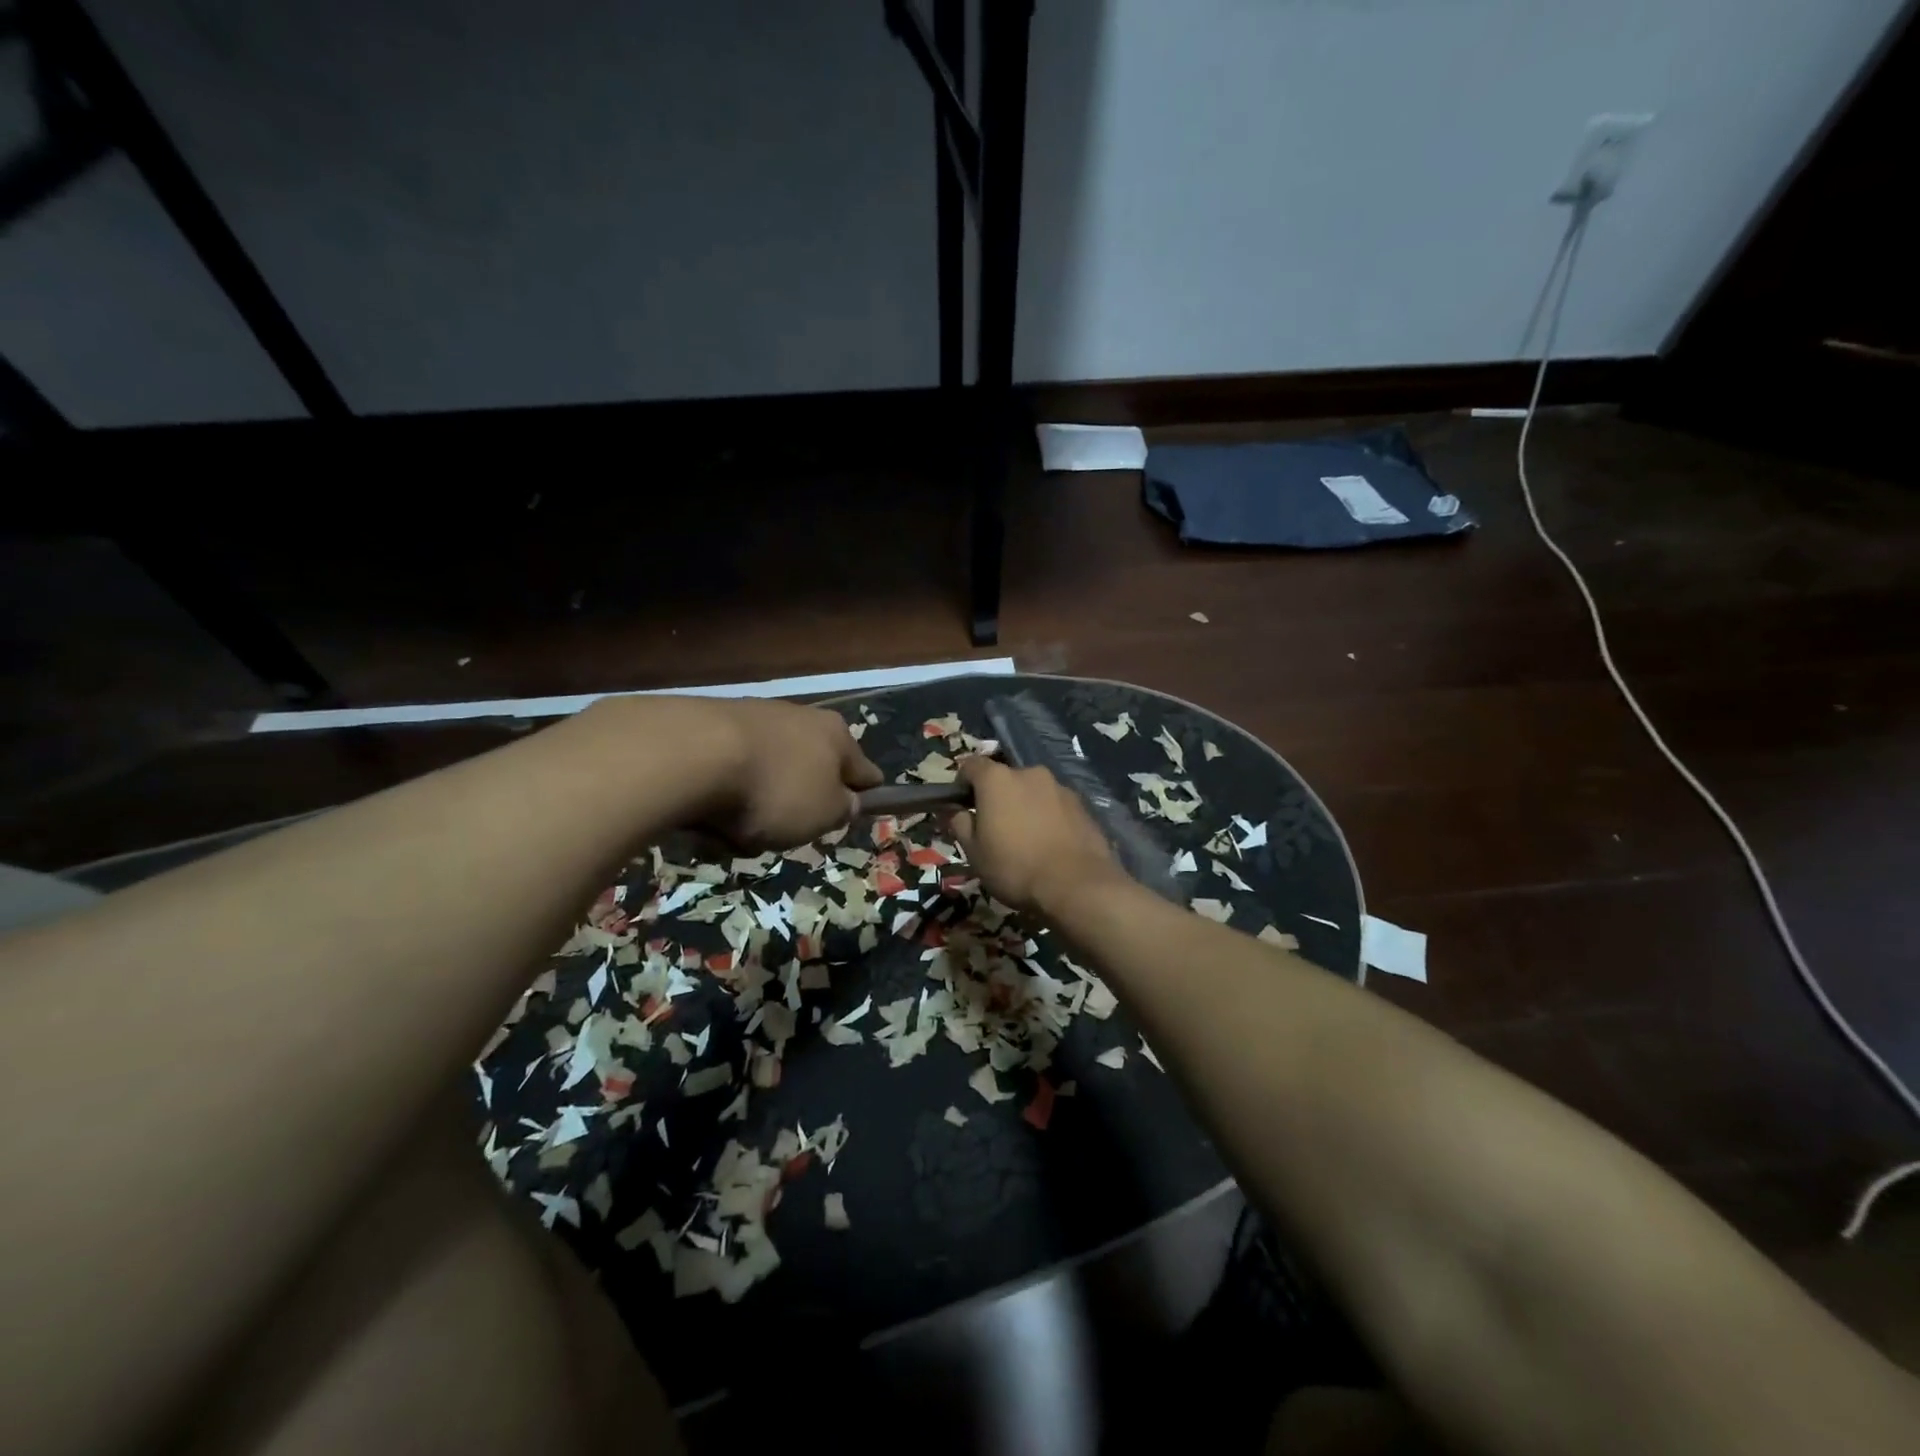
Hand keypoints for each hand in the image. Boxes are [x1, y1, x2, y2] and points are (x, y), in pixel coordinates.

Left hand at [699, 698, 883, 848]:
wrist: (693, 755)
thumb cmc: (775, 790)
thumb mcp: (824, 815)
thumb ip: (843, 809)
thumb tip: (847, 800)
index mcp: (837, 735)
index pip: (864, 770)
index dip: (863, 794)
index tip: (856, 812)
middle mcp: (801, 717)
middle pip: (810, 769)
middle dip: (798, 799)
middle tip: (783, 830)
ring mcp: (756, 715)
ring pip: (768, 770)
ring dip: (757, 797)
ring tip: (735, 828)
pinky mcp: (712, 722)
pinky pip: (729, 768)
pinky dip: (724, 790)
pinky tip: (707, 810)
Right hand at [947, 756, 1122, 914]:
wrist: (1076, 885)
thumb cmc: (1015, 867)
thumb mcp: (974, 852)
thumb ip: (960, 825)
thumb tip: (956, 812)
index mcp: (998, 780)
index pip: (971, 765)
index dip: (962, 783)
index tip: (961, 805)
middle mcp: (1030, 773)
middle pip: (1005, 778)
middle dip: (997, 797)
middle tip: (995, 827)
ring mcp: (1060, 787)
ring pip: (1033, 791)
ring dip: (1025, 806)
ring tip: (1026, 838)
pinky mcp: (1082, 805)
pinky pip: (1056, 805)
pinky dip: (1048, 817)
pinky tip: (1050, 844)